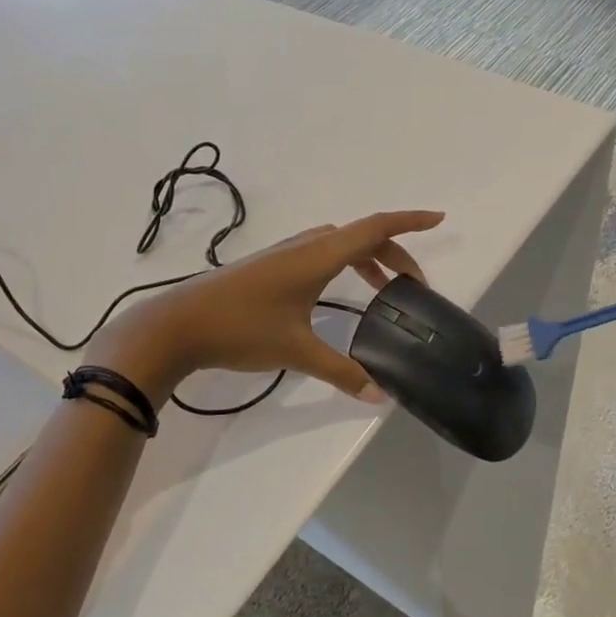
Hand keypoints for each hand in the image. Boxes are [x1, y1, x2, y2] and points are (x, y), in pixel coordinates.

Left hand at [88, 210, 444, 402]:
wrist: (177, 325)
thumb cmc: (241, 329)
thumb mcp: (297, 352)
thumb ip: (342, 372)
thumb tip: (379, 397)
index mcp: (319, 255)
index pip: (375, 228)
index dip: (410, 222)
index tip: (439, 219)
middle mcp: (305, 246)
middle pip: (362, 237)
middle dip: (394, 255)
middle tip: (414, 287)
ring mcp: (284, 254)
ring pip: (339, 245)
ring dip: (367, 259)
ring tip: (383, 290)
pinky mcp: (270, 267)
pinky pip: (321, 253)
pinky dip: (344, 263)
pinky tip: (338, 291)